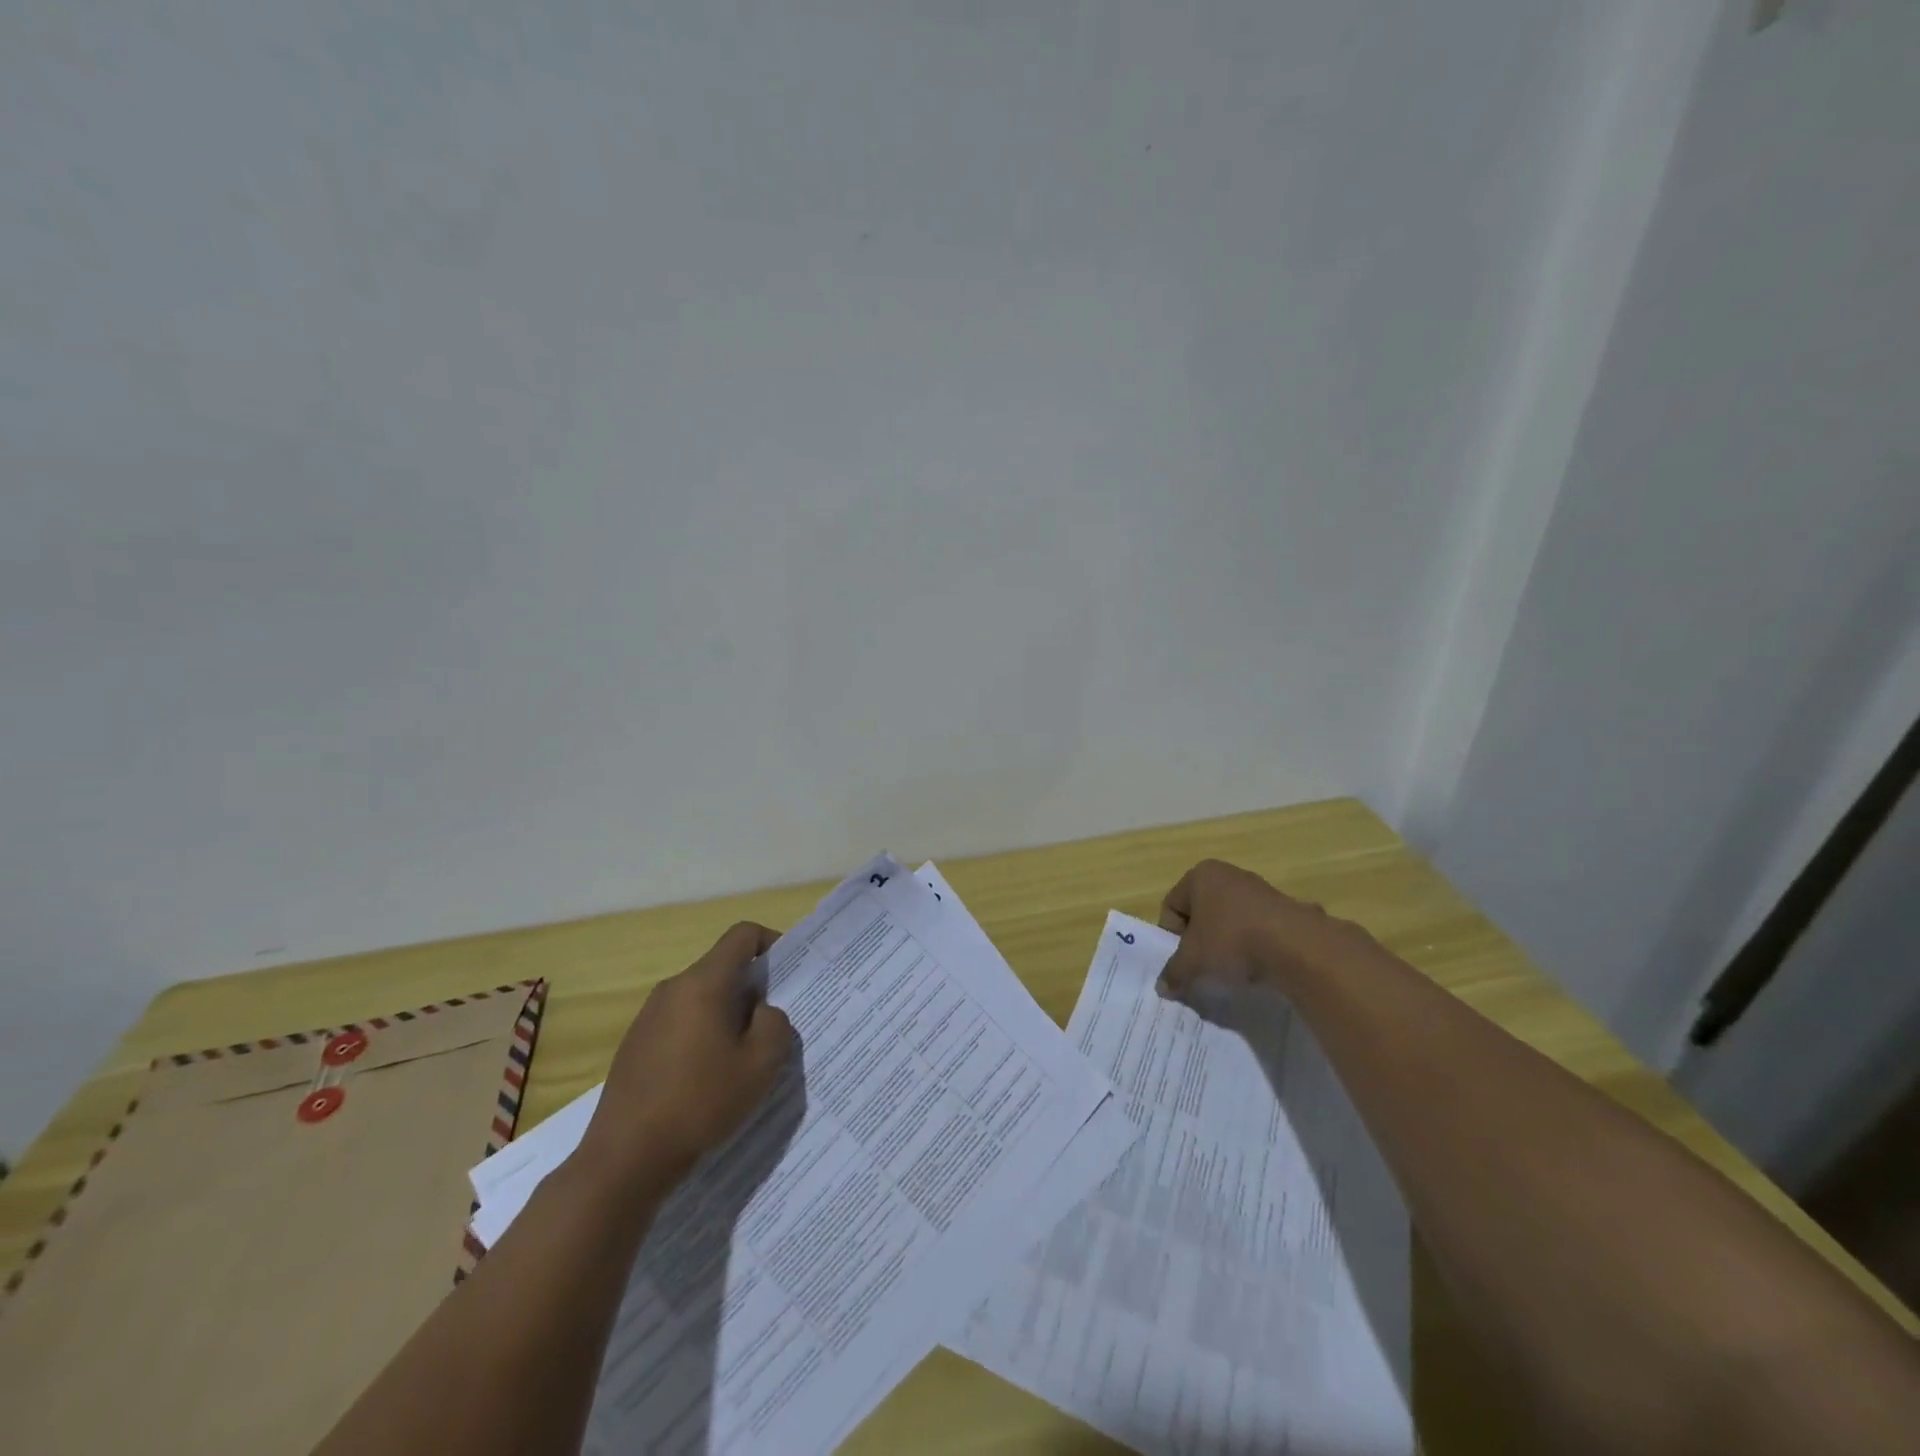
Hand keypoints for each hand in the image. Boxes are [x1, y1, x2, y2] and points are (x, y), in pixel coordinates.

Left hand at [575, 922, 794, 1198]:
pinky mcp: (635, 1043)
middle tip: (772, 1026)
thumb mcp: (761, 1065)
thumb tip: (762, 1011)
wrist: (625, 1158)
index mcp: (703, 983)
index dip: (771, 943)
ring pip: (701, 996)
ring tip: (741, 1057)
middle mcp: (672, 988)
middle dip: (752, 988)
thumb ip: (775, 1024)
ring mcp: (648, 1015)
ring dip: (727, 1014)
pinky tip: (707, 1078)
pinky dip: (702, 1034)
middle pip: (722, 967)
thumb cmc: (700, 1103)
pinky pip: (680, 1021)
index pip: (742, 935)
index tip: (788, 974)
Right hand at [1156, 859, 1376, 1000]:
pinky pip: (1259, 930)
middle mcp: (1229, 875)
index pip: (1172, 906)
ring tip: (1234, 972)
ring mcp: (1261, 890)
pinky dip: (1255, 947)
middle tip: (1204, 967)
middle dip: (1200, 941)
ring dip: (1228, 945)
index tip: (1183, 961)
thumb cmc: (1231, 941)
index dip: (1172, 937)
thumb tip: (1164, 987)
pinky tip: (1260, 968)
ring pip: (1231, 921)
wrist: (1298, 947)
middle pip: (1202, 912)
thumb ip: (1174, 973)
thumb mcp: (1192, 962)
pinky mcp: (1287, 909)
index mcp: (1201, 876)